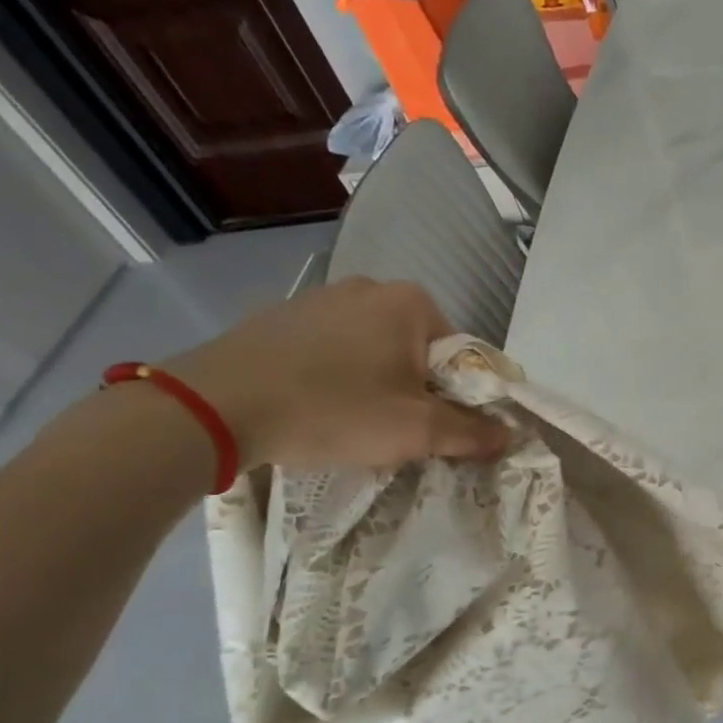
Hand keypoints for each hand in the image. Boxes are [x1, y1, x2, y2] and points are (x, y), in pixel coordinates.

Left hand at [160, 278, 508, 468]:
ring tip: (354, 422)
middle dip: (417, 388)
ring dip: (377, 382)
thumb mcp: (415, 430)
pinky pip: (329, 349)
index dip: (461, 394)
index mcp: (410, 303)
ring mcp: (317, 298)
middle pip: (417, 349)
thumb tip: (510, 435)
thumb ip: (471, 431)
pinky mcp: (277, 318)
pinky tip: (315, 407)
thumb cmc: (333, 409)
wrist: (212, 407)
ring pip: (372, 348)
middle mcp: (368, 287)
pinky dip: (335, 375)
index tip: (443, 427)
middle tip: (400, 430)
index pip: (461, 352)